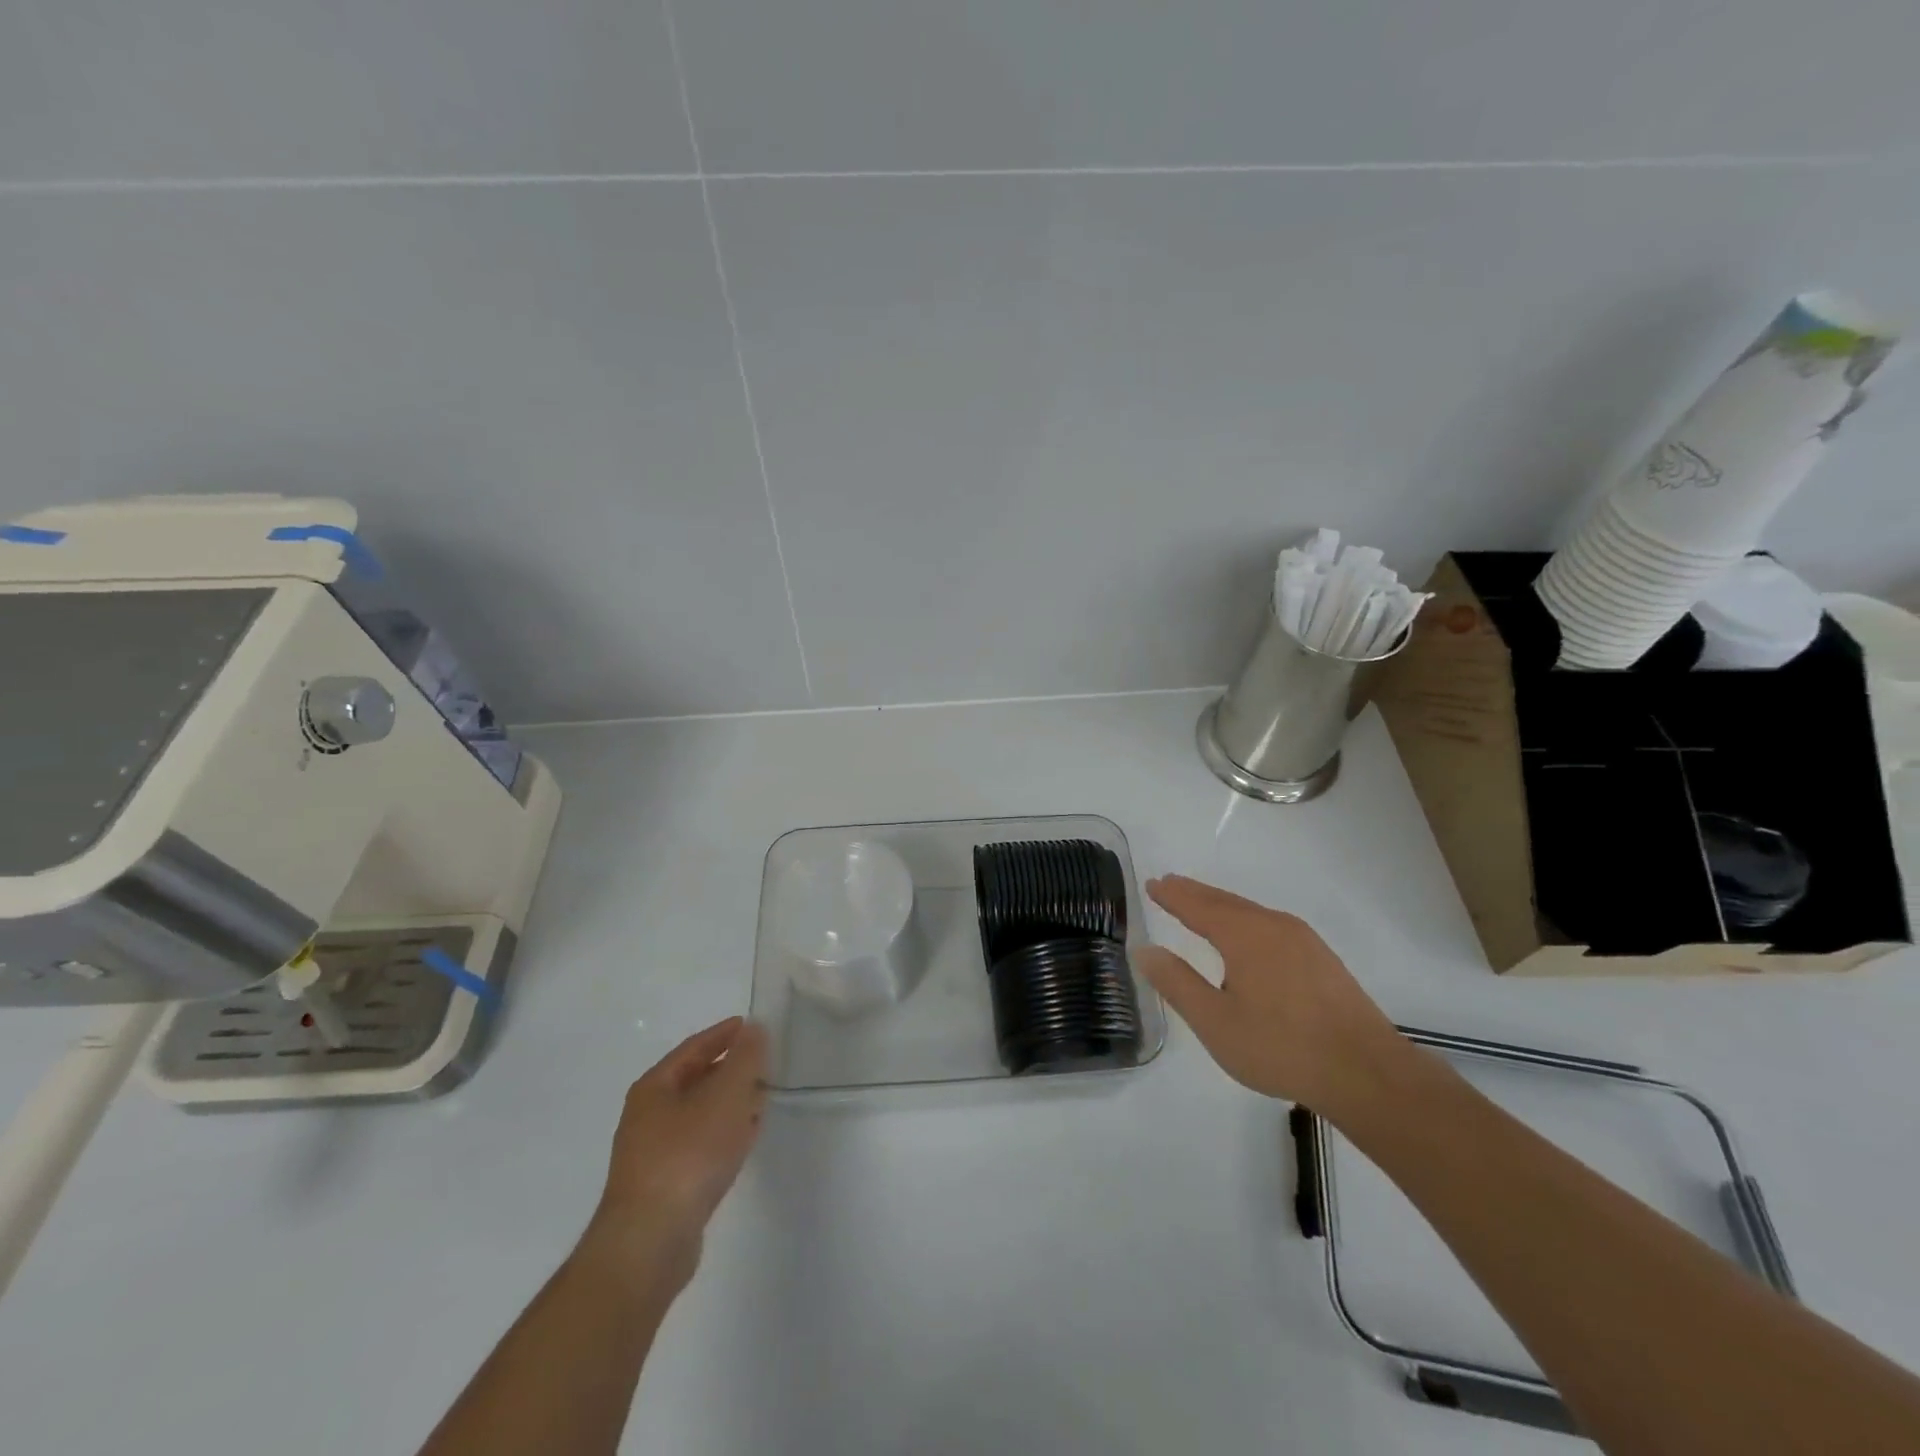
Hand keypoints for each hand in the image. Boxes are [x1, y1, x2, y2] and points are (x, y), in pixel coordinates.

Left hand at [579, 1016, 768, 1296]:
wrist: (649, 1243)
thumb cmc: (688, 1155)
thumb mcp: (725, 1096)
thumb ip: (745, 1059)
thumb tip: (754, 1029)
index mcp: (654, 1088)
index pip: (694, 1048)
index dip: (724, 1034)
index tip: (753, 1026)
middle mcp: (648, 1116)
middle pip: (695, 1080)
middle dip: (730, 1069)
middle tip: (764, 1063)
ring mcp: (653, 1154)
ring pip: (700, 1114)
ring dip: (730, 1103)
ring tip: (761, 1098)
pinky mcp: (665, 1186)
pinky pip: (701, 1145)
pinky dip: (724, 1133)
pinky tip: (744, 1139)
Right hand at [1135, 875, 1403, 1113]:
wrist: (1367, 1073)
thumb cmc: (1281, 1047)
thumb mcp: (1215, 1022)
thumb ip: (1177, 983)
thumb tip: (1145, 950)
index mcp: (1244, 935)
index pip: (1197, 905)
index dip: (1172, 895)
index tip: (1151, 883)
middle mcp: (1273, 925)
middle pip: (1225, 902)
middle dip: (1194, 893)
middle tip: (1169, 885)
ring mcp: (1303, 940)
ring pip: (1250, 912)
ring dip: (1219, 906)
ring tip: (1199, 906)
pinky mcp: (1321, 959)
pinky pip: (1269, 925)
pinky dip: (1244, 920)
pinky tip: (1245, 936)